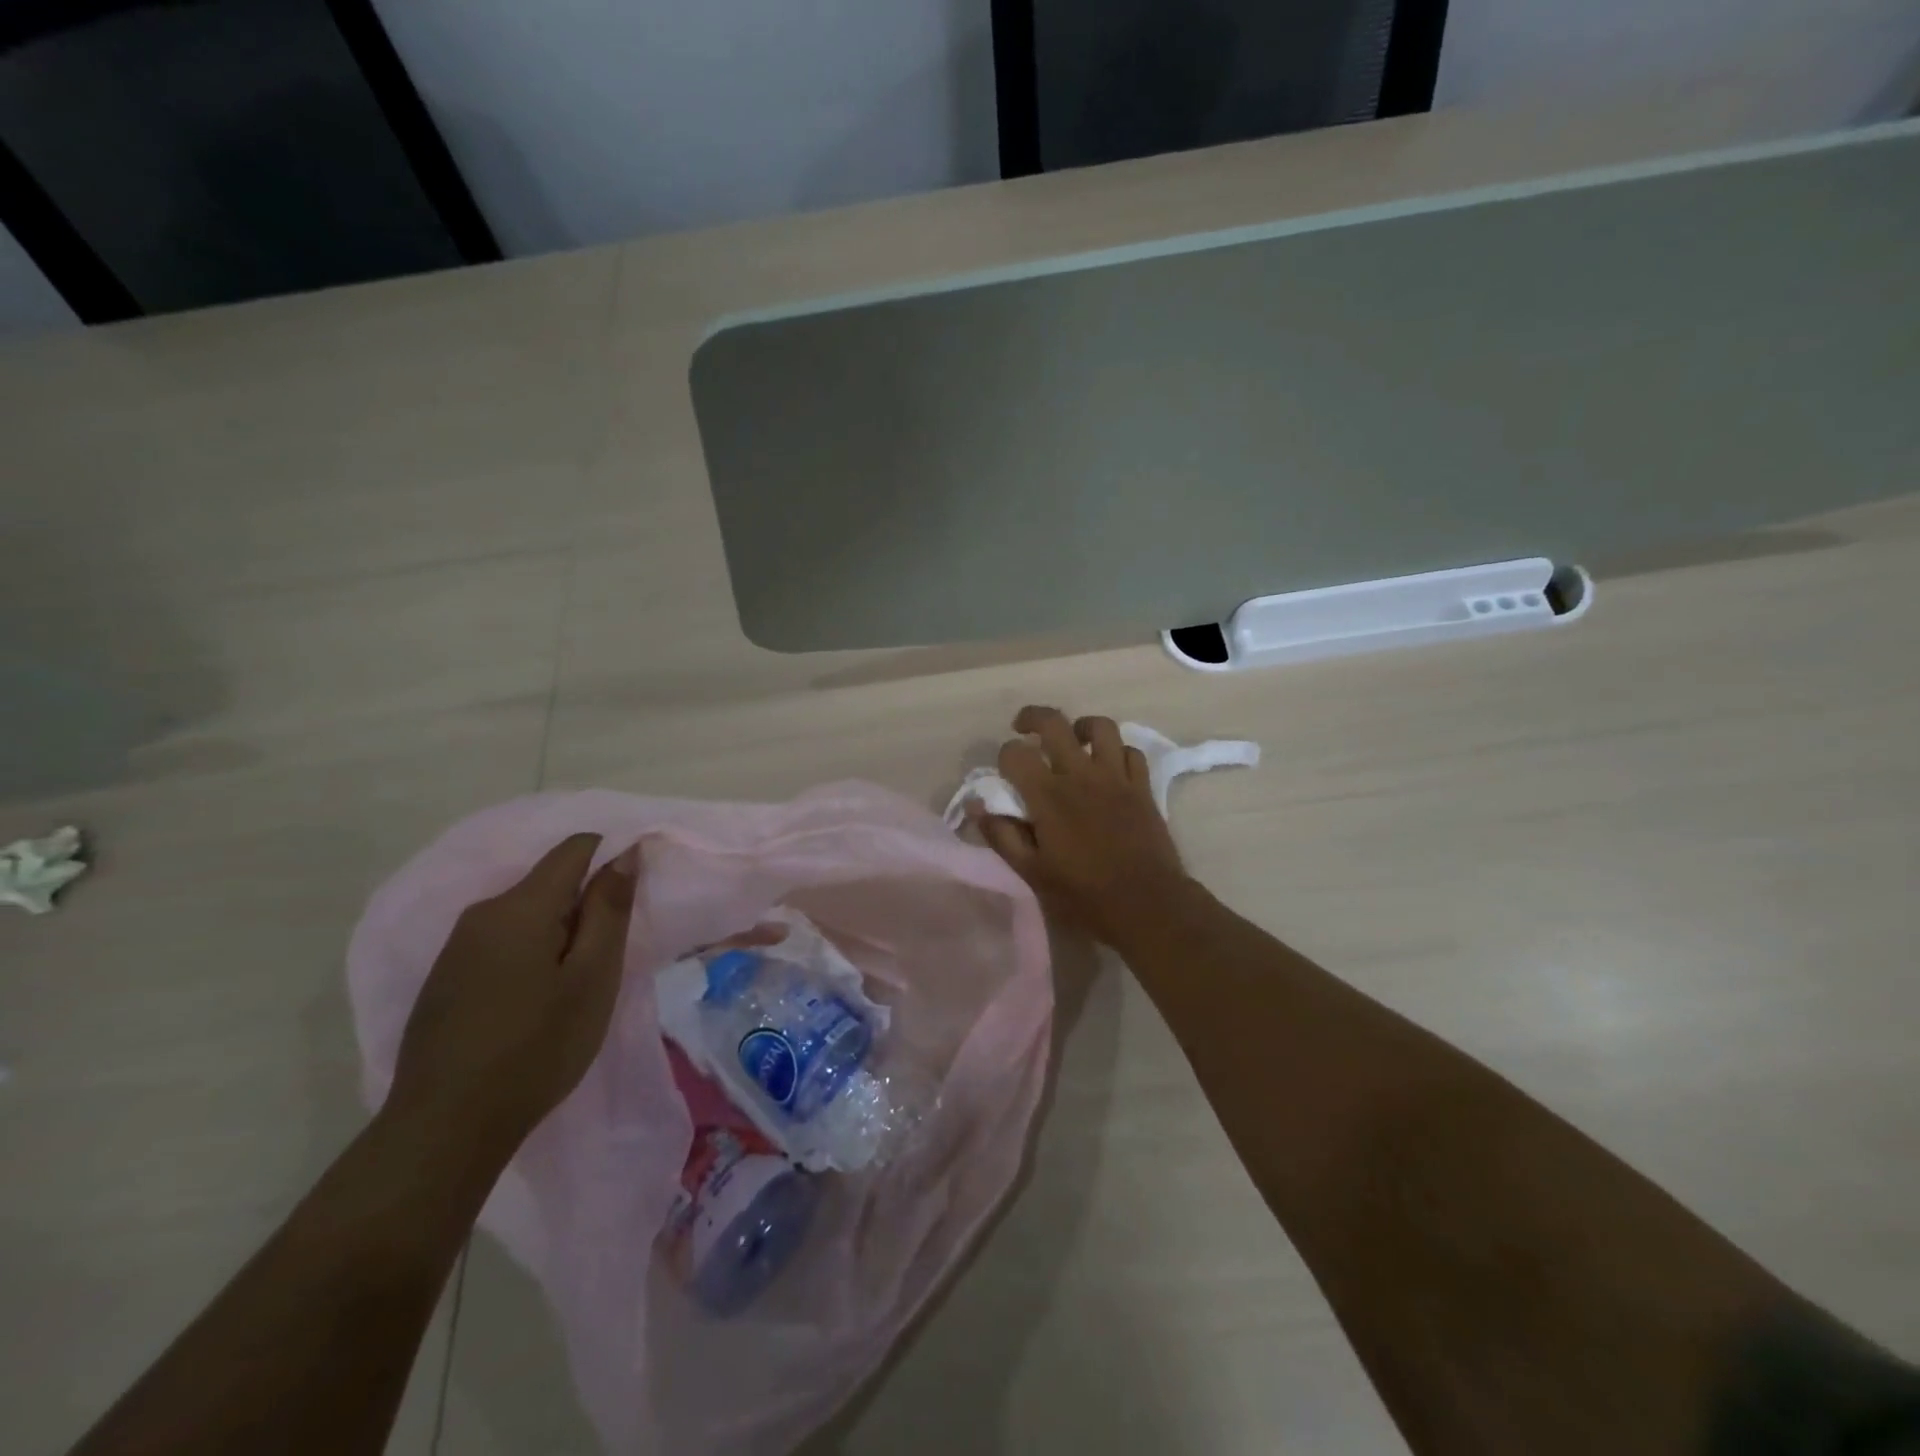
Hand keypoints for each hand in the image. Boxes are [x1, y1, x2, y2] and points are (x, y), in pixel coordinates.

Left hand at [388, 834, 638, 1154]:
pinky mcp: (444, 978)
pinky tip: (534, 1002)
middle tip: (606, 960)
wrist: (444, 1128)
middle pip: (549, 882)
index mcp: (520, 906)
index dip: (611, 858)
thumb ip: (609, 909)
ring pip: (525, 914)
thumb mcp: (592, 977)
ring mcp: (456, 947)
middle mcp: (482, 913)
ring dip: (558, 933)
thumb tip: (624, 853)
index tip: (632, 900)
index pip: (575, 848)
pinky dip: (530, 954)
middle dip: (585, 905)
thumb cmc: (536, 1047)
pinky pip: (500, 942)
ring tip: (574, 985)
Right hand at [972, 706, 1190, 942]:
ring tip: (1073, 740)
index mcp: (1048, 795)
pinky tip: (1108, 767)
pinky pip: (1130, 752)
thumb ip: (1002, 836)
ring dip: (1081, 727)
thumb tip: (977, 806)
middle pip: (1054, 723)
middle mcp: (1080, 775)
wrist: (1147, 905)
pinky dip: (1116, 752)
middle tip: (1024, 729)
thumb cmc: (1084, 895)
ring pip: (1100, 727)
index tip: (1004, 773)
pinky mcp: (1142, 787)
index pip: (1015, 753)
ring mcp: (1116, 777)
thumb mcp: (1032, 873)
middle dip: (1032, 718)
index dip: (1003, 756)